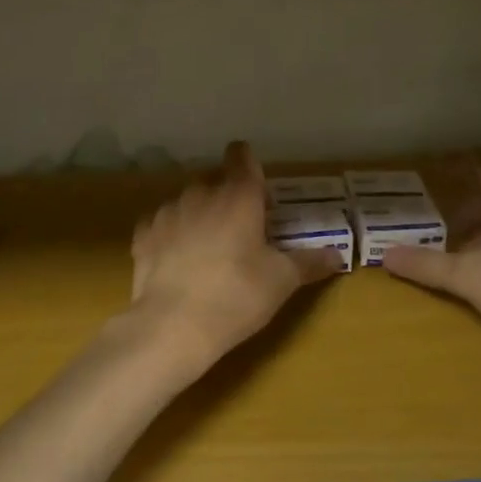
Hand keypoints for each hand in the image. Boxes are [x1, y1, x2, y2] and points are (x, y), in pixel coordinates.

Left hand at [129, 142, 343, 370]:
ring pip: (187, 201)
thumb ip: (309, 262)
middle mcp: (201, 192)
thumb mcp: (281, 281)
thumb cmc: (236, 295)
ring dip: (198, 216)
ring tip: (206, 251)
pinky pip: (161, 224)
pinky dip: (170, 236)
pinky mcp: (143, 233)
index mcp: (238, 195)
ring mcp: (168, 210)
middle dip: (226, 198)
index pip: (241, 155)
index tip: (256, 189)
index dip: (248, 165)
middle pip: (215, 180)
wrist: (173, 325)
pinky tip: (176, 261)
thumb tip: (336, 255)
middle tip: (239, 231)